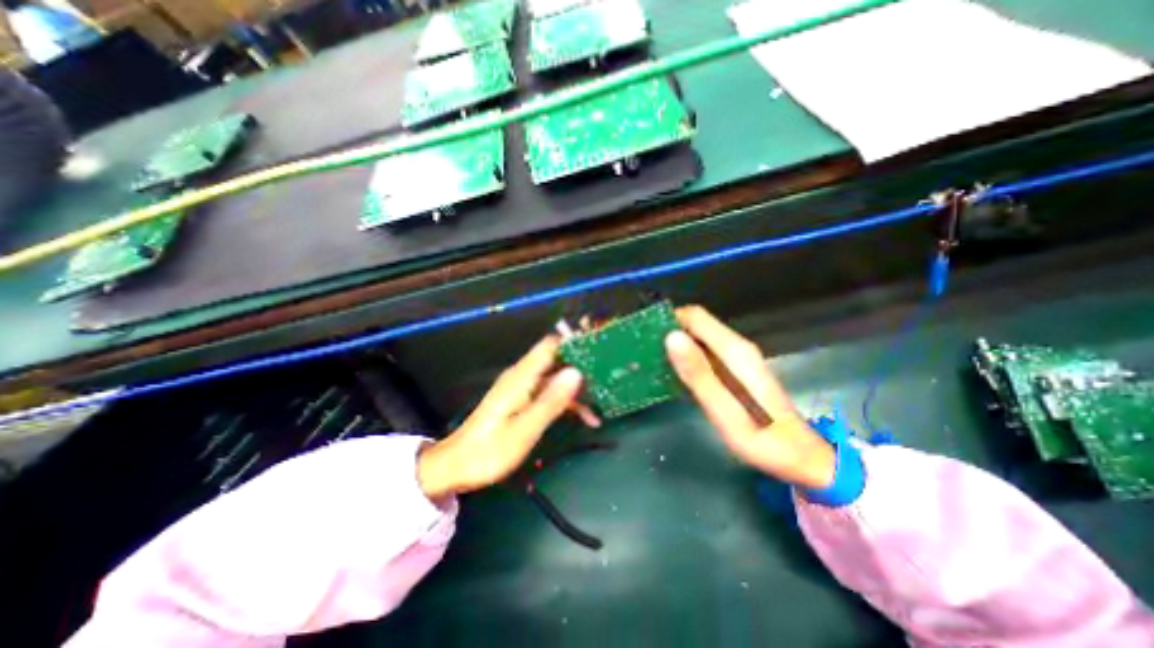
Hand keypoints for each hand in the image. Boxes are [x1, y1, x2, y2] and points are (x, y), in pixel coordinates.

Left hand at [418, 336, 594, 499]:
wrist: (457, 465)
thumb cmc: (489, 450)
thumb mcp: (525, 430)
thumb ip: (551, 400)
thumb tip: (577, 372)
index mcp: (522, 376)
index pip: (551, 345)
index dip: (575, 342)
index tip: (601, 348)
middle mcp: (523, 375)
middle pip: (558, 359)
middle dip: (583, 366)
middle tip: (610, 378)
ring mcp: (523, 387)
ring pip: (557, 377)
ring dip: (579, 388)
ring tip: (602, 403)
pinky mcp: (523, 399)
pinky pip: (550, 391)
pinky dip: (568, 400)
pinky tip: (585, 417)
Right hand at [663, 307, 834, 487]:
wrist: (797, 455)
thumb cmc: (760, 438)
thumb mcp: (724, 410)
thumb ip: (698, 373)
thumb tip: (671, 337)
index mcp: (734, 350)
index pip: (695, 316)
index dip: (669, 320)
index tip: (645, 336)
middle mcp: (736, 346)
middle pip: (696, 324)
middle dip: (669, 332)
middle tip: (644, 352)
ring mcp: (737, 357)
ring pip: (699, 338)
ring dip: (676, 345)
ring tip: (652, 361)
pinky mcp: (736, 368)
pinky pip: (704, 352)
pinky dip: (686, 357)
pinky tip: (674, 373)